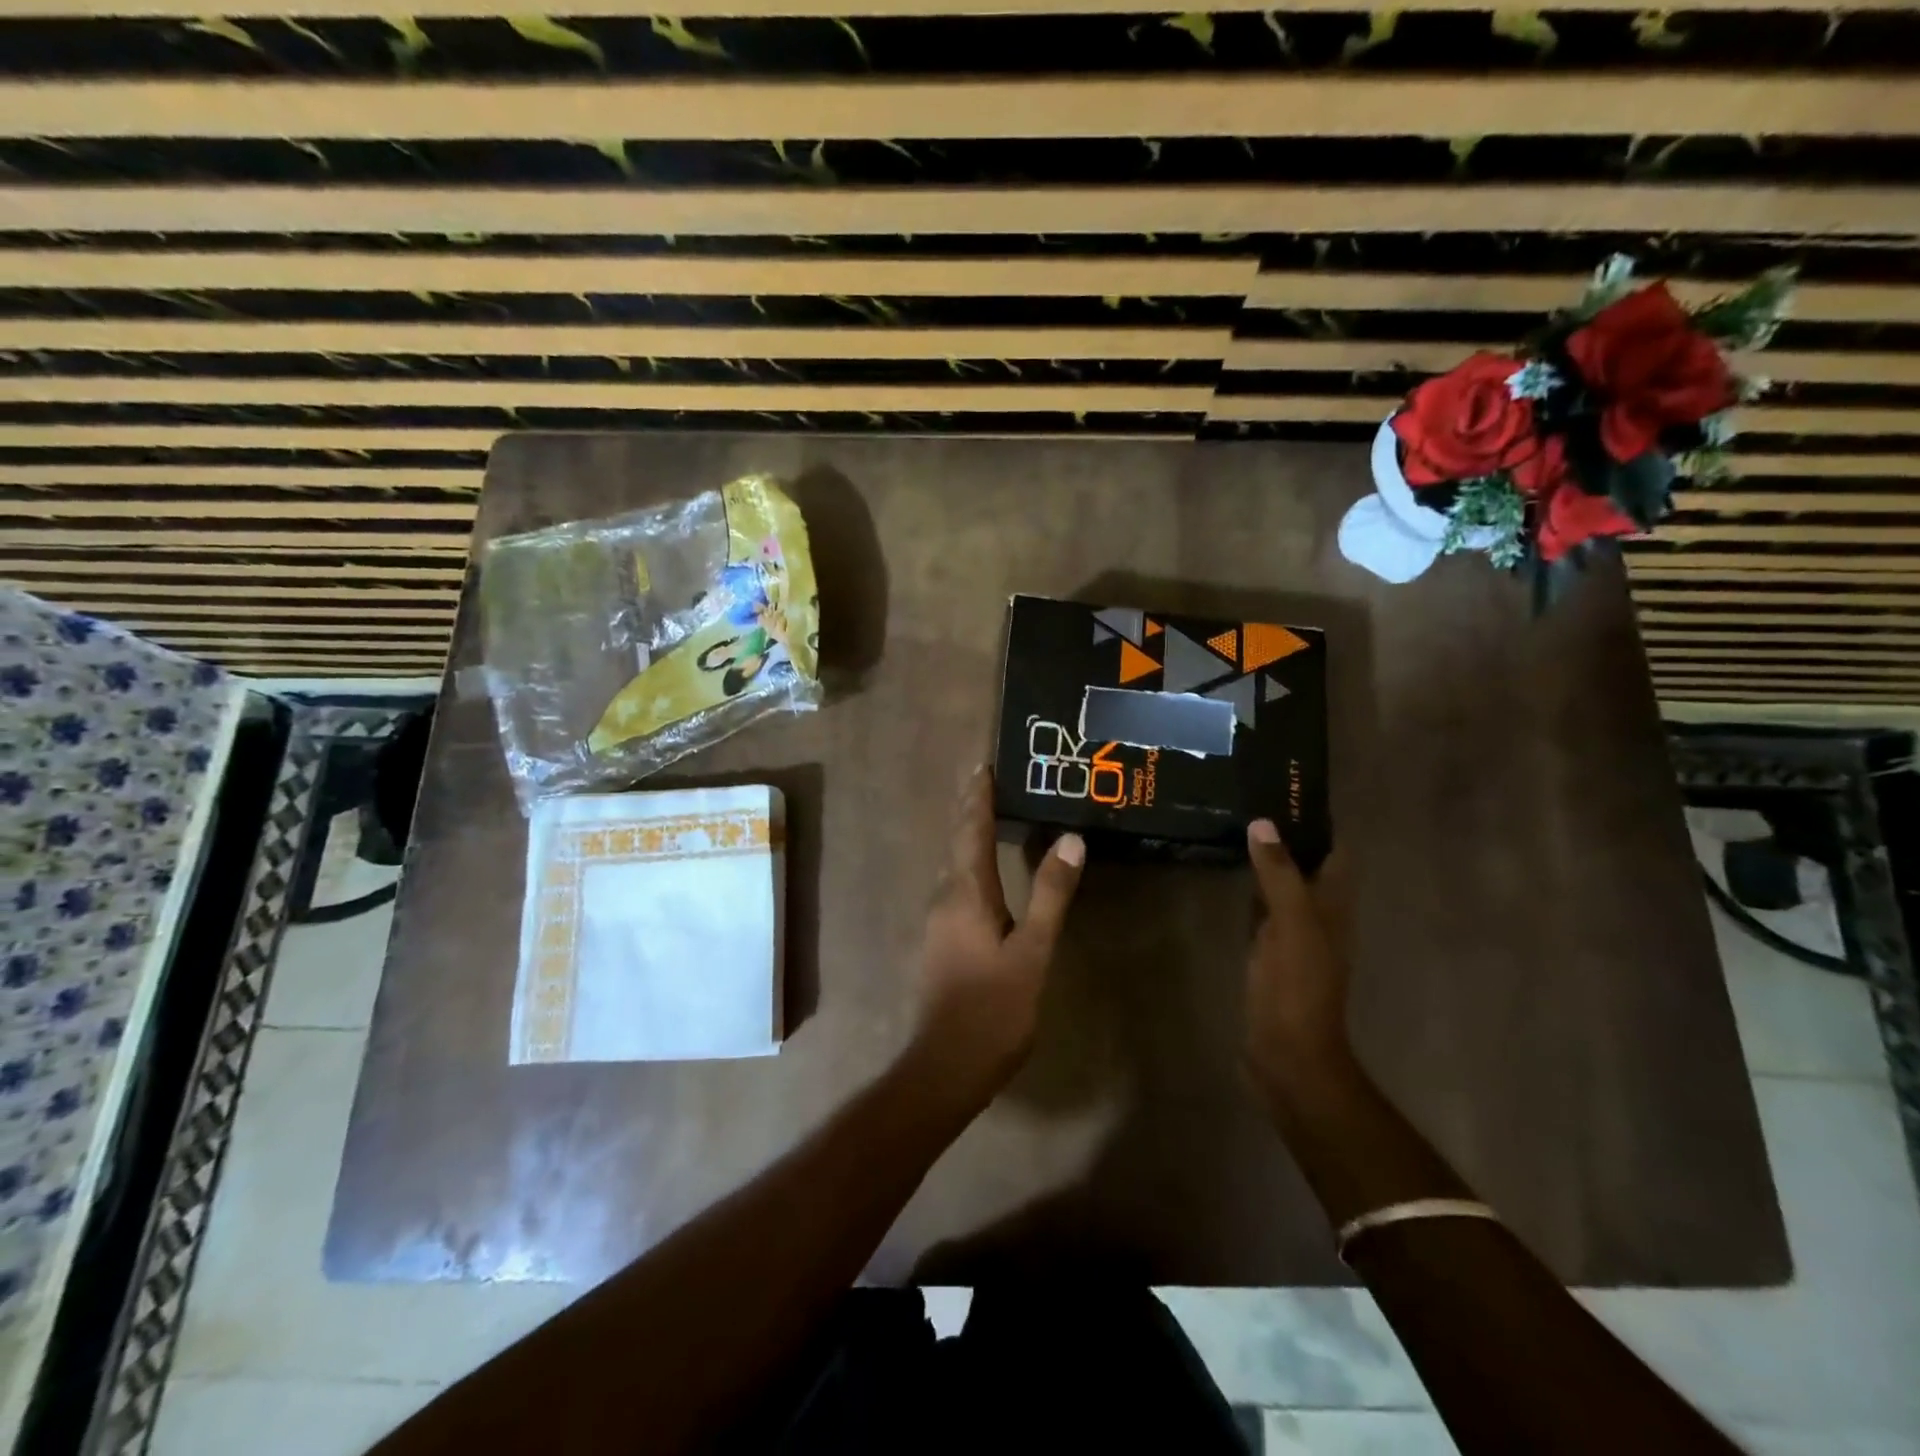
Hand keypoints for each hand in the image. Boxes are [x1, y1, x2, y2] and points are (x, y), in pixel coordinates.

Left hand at [908, 769, 1084, 1111]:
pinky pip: (955, 887)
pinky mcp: (941, 941)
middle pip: (957, 842)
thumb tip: (1071, 839)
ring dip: (968, 836)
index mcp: (965, 893)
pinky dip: (970, 864)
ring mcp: (939, 921)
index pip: (971, 830)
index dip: (978, 797)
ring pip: (954, 865)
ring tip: (988, 815)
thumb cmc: (993, 1007)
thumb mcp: (1032, 951)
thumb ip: (1050, 894)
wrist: (946, 1065)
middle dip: (971, 809)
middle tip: (987, 780)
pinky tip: (984, 874)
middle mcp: (945, 898)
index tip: (984, 765)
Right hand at [1245, 820, 1356, 1109]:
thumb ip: (1279, 875)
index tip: (1285, 790)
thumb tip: (1264, 823)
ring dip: (1268, 861)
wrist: (1287, 1055)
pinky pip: (1262, 910)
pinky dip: (1251, 890)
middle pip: (1308, 865)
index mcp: (1333, 907)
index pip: (1334, 851)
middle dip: (1286, 835)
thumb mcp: (1291, 925)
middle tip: (1250, 801)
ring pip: (1284, 886)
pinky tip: (1228, 877)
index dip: (1317, 822)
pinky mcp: (1270, 954)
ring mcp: (1294, 937)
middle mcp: (1318, 917)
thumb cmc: (1297, 988)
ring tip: (1236, 827)